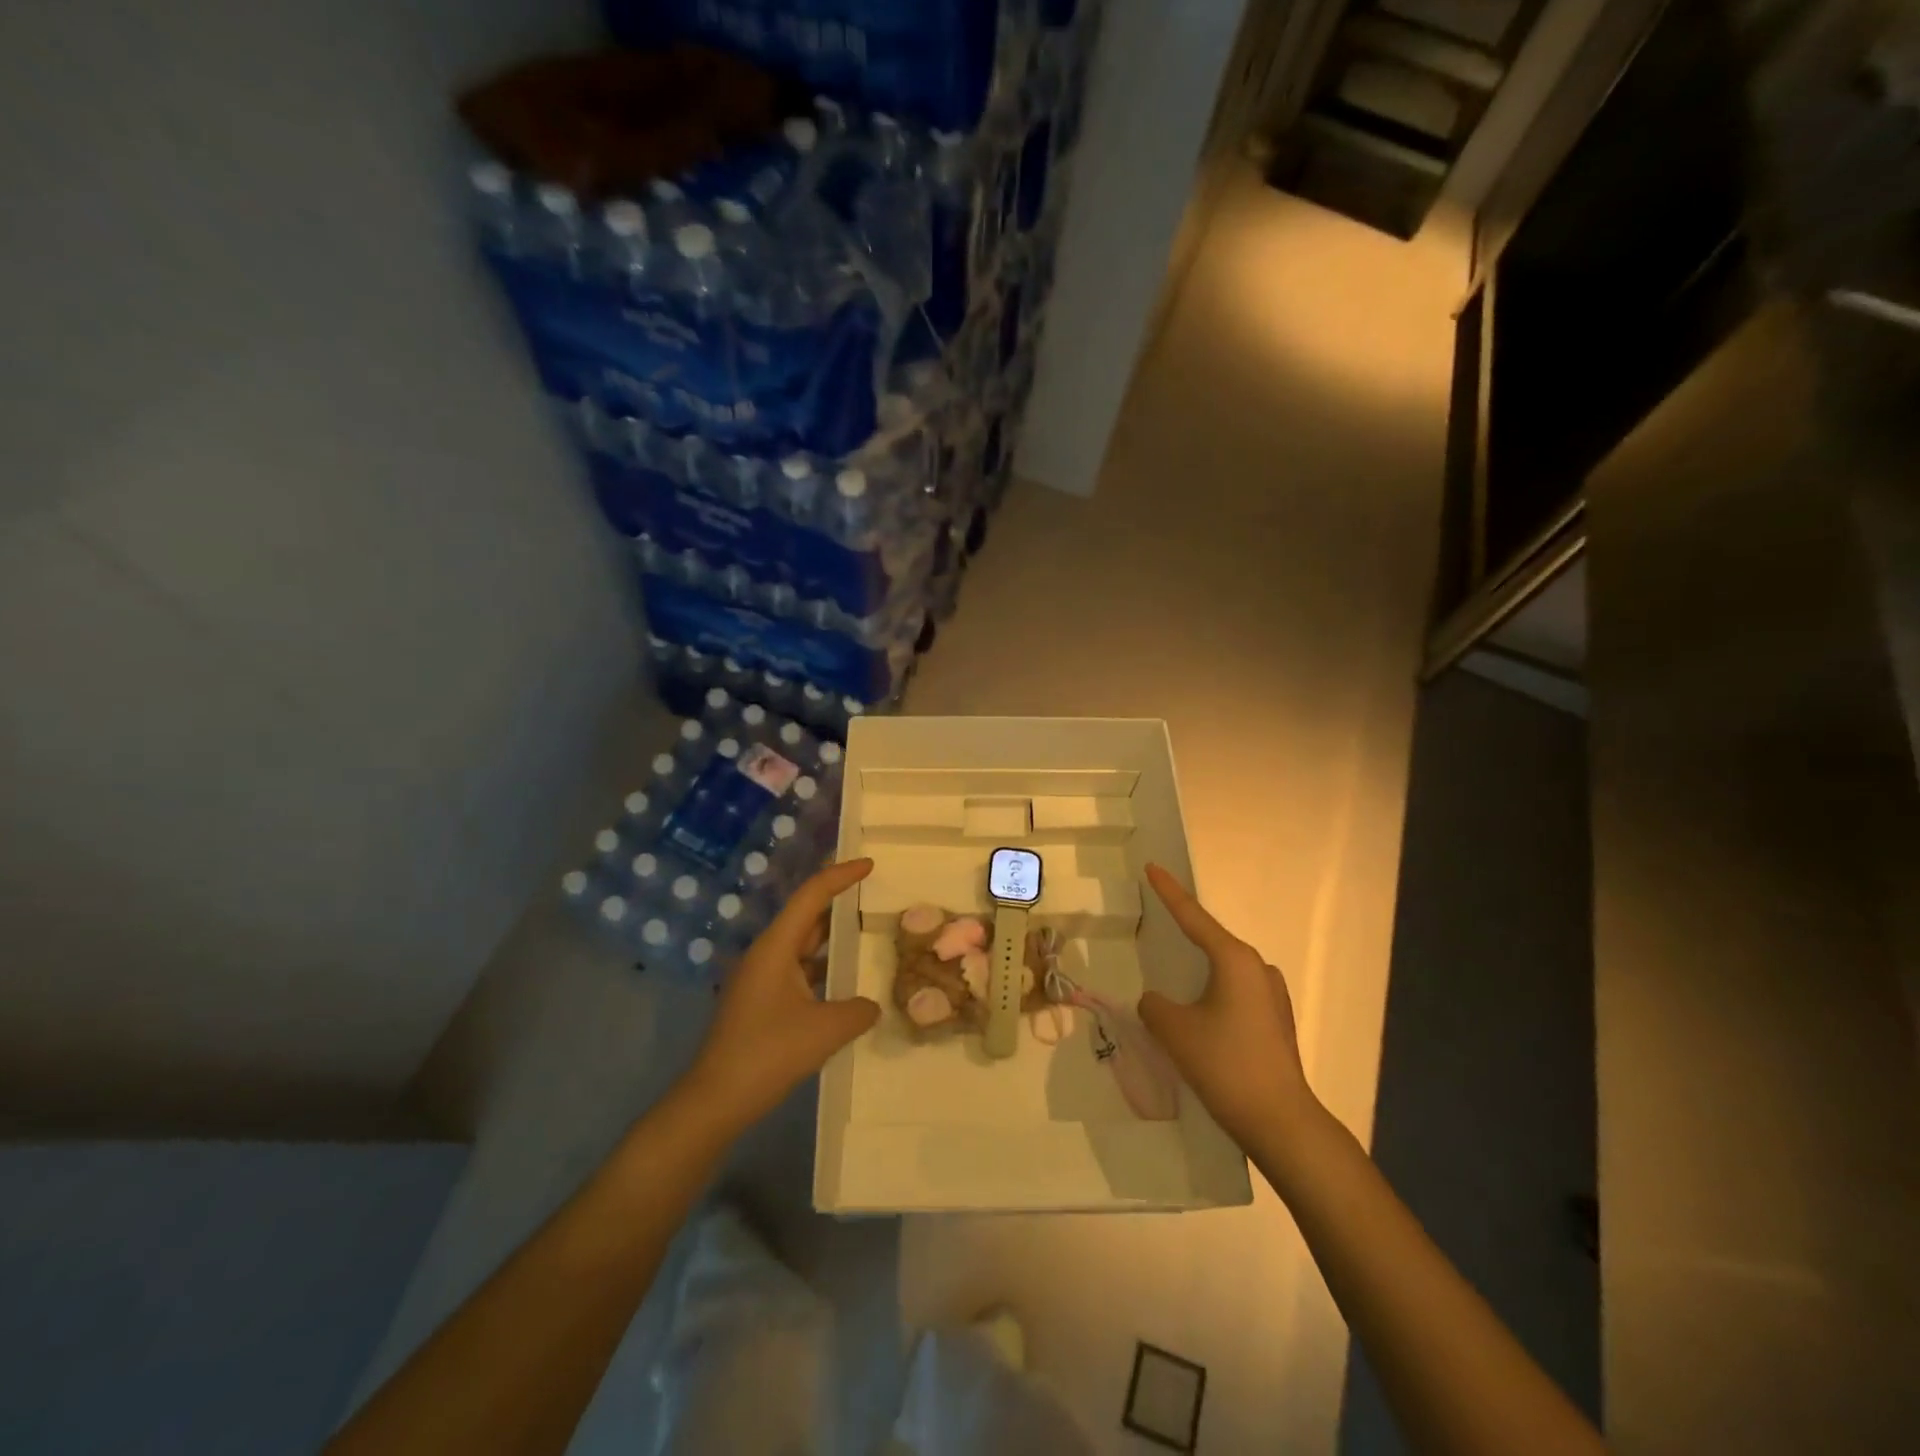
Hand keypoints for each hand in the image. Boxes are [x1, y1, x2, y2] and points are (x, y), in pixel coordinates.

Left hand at [684, 858, 879, 1132]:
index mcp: (776, 947)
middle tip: (873, 895)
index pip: (812, 896)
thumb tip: (871, 1005)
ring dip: (831, 939)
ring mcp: (761, 979)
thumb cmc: (768, 1054)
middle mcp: (766, 954)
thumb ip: (858, 1010)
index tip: (869, 864)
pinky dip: (822, 968)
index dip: (841, 875)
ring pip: (802, 946)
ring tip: (866, 934)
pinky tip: (845, 982)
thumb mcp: (825, 1030)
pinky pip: (798, 971)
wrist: (715, 1101)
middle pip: (806, 916)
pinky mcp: (761, 1002)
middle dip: (838, 903)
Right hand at [1137, 863, 1318, 1149]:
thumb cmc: (1225, 1064)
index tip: (1152, 867)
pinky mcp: (1276, 1021)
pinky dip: (1214, 994)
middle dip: (1184, 935)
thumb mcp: (1174, 1030)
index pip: (1192, 916)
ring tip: (1174, 980)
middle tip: (1157, 926)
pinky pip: (1236, 993)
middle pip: (1211, 942)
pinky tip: (1199, 1015)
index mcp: (1234, 960)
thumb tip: (1157, 1002)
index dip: (1169, 892)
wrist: (1280, 1121)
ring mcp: (1272, 995)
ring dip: (1200, 972)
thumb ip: (1155, 1005)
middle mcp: (1258, 968)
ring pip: (1224, 971)